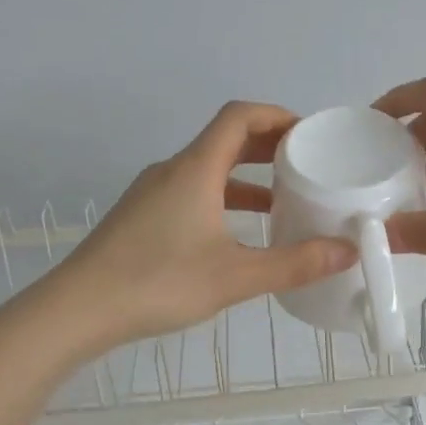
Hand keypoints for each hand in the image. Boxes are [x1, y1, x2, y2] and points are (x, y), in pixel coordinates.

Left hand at [39, 102, 355, 352]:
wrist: (78, 309)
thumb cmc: (159, 283)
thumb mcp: (235, 277)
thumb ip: (294, 264)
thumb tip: (347, 252)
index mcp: (195, 169)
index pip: (238, 116)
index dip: (276, 115)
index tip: (308, 133)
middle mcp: (172, 171)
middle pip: (224, 140)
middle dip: (266, 146)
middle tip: (305, 164)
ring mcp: (152, 193)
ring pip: (207, 170)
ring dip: (244, 177)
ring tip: (281, 200)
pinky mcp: (141, 217)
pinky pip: (191, 191)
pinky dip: (222, 198)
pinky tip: (236, 233)